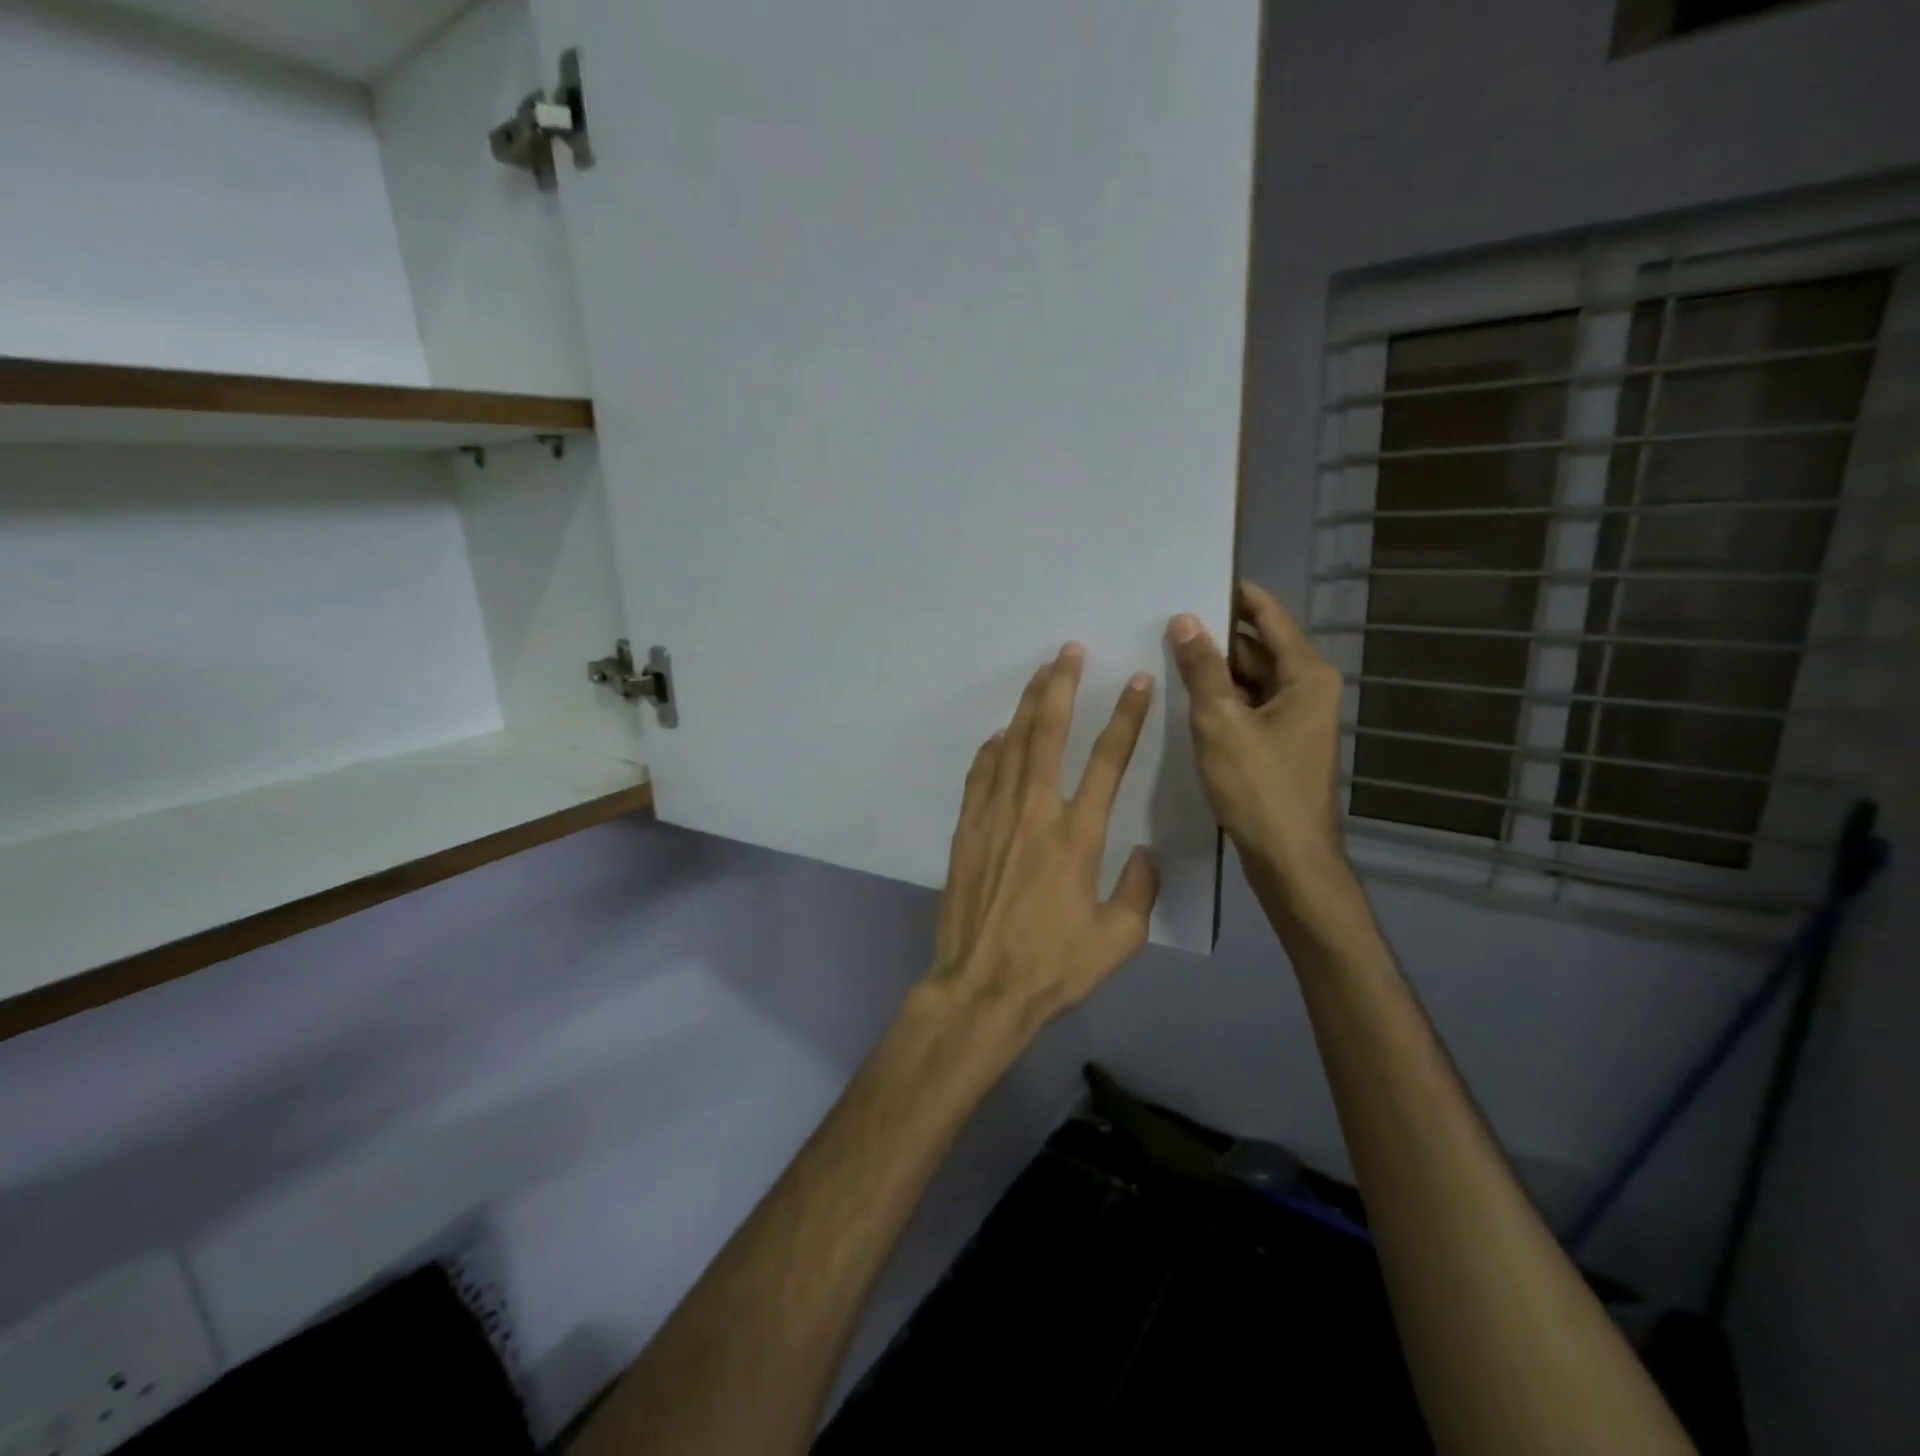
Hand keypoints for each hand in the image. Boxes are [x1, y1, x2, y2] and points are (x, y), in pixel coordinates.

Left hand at [925, 643, 1159, 1036]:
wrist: (981, 987)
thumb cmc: (1053, 967)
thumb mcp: (1118, 940)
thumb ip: (1139, 890)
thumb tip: (1143, 853)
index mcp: (1078, 835)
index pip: (1108, 761)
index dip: (1125, 717)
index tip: (1136, 681)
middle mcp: (1035, 813)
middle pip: (1049, 734)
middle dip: (1061, 687)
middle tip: (1069, 650)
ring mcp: (994, 818)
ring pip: (1011, 746)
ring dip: (1026, 706)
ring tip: (1038, 674)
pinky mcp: (966, 831)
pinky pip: (979, 777)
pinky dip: (991, 750)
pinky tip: (998, 736)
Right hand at [1167, 581, 1348, 916]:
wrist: (1290, 860)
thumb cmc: (1259, 787)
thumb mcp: (1220, 722)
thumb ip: (1202, 668)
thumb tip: (1185, 619)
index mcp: (1305, 674)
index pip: (1268, 614)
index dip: (1233, 594)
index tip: (1192, 579)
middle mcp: (1307, 690)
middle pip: (1257, 647)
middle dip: (1214, 636)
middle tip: (1162, 623)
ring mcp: (1296, 720)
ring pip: (1250, 680)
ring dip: (1213, 671)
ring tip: (1163, 657)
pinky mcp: (1281, 746)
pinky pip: (1248, 708)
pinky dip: (1220, 701)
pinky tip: (1183, 701)